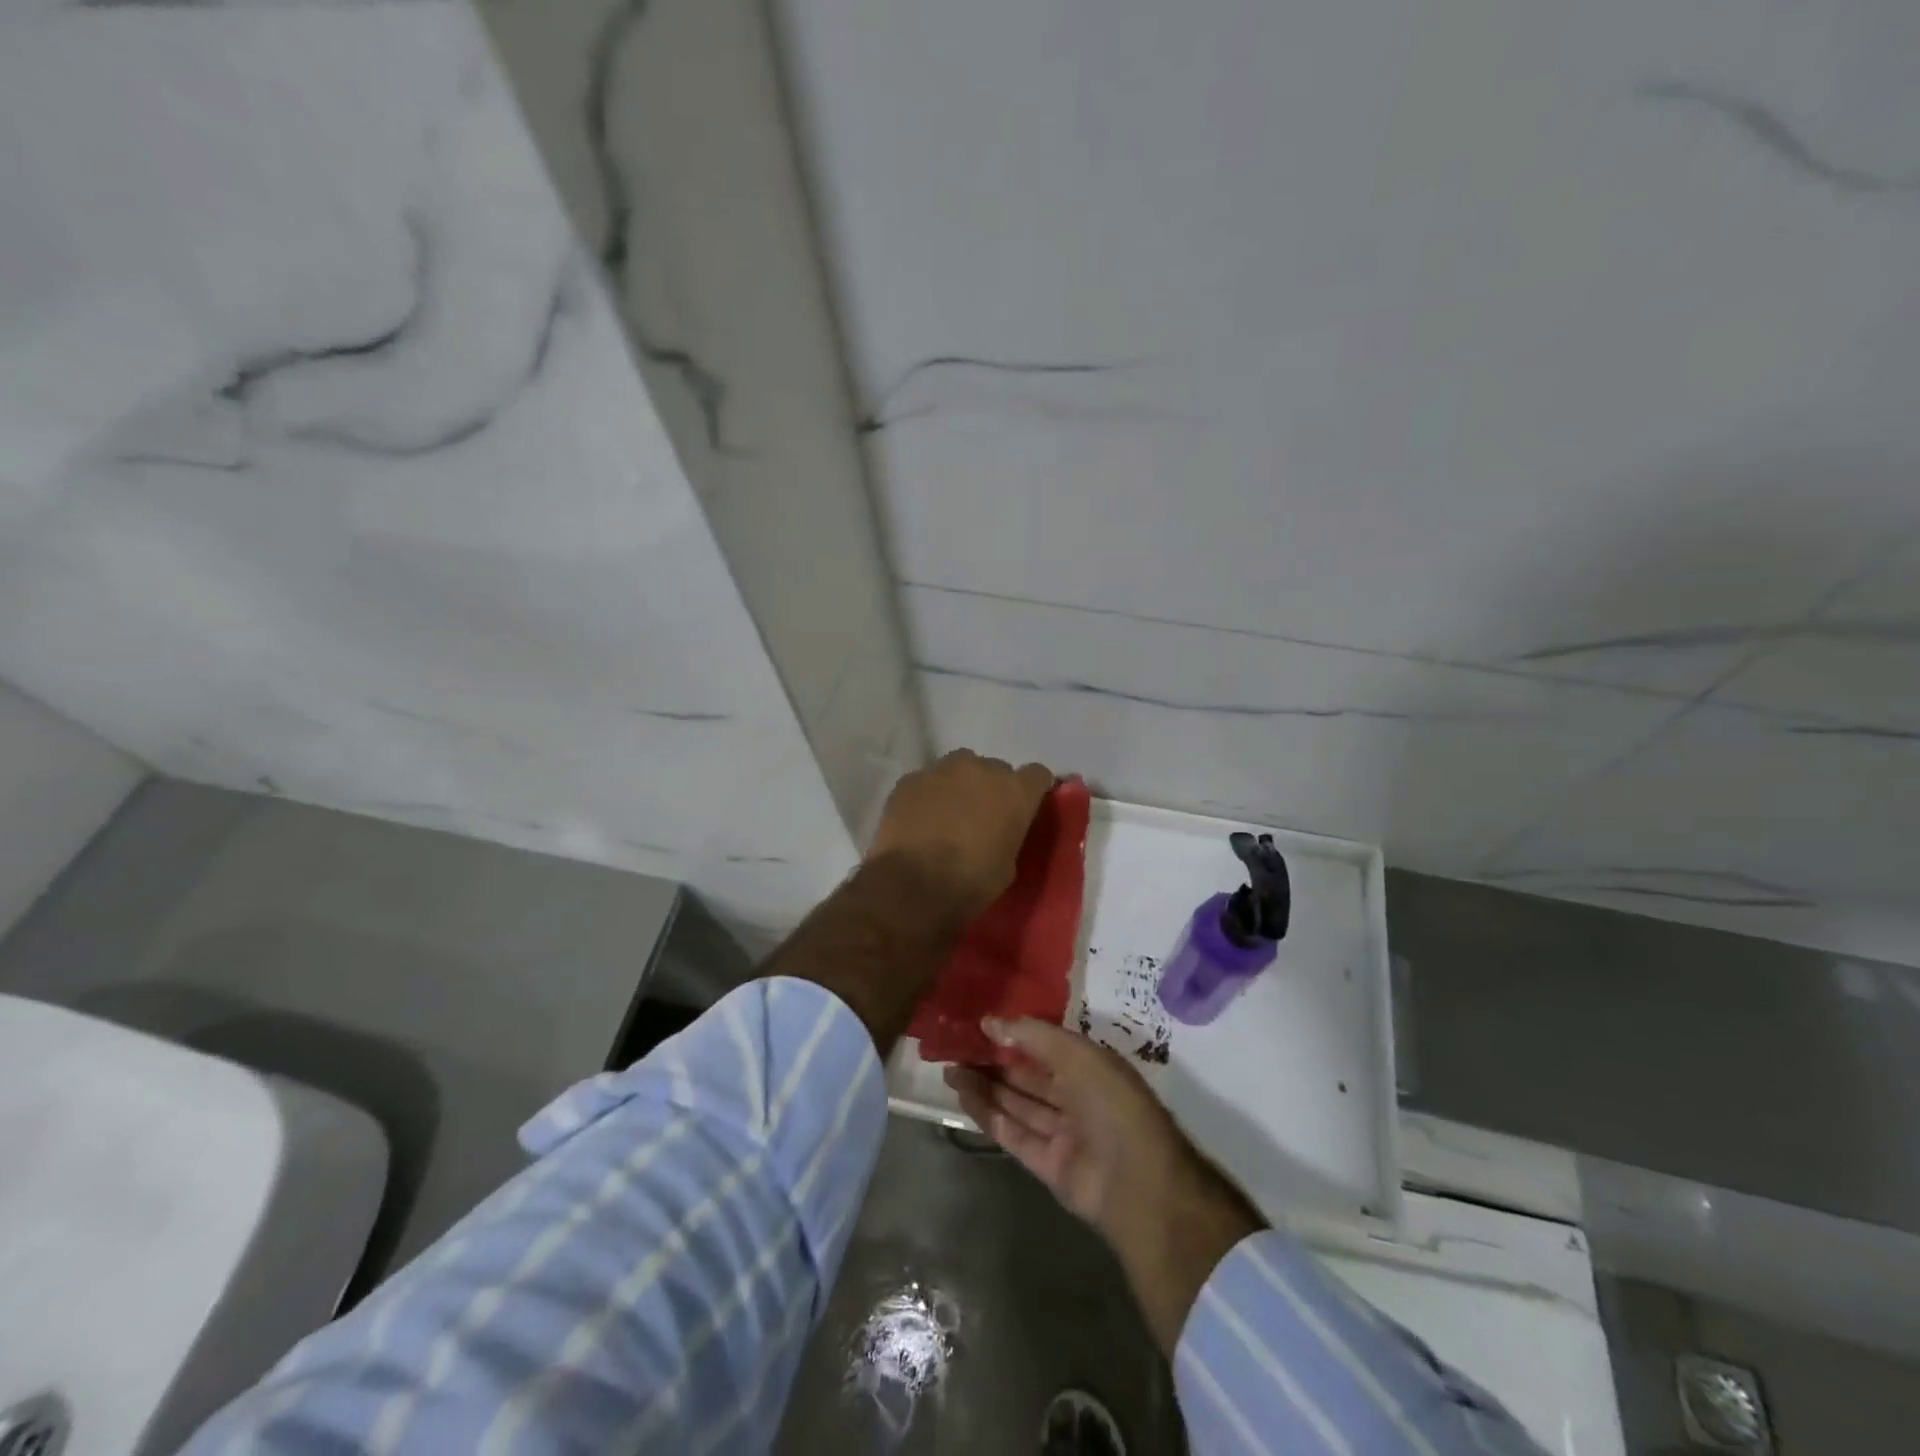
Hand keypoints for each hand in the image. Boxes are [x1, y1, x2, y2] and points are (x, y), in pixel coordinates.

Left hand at [866, 749, 1052, 923]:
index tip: (1024, 806)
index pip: (1037, 775)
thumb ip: (1008, 835)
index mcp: (1015, 791)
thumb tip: (998, 831)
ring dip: (958, 785)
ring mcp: (942, 769)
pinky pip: (926, 781)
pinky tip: (919, 820)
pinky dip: (927, 795)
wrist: (912, 885)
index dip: (1031, 789)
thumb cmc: (970, 882)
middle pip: (995, 769)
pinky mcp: (910, 779)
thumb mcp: (1007, 866)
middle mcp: (982, 769)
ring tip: (947, 814)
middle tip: (980, 816)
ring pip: (958, 768)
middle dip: (991, 788)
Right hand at [945, 1016, 1264, 1352]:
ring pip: (1017, 1104)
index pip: (1046, 1046)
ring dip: (985, 1088)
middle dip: (993, 1063)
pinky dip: (989, 1117)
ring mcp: (1062, 1132)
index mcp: (1090, 1067)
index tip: (980, 1025)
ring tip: (950, 1070)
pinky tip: (963, 1099)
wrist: (1135, 1181)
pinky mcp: (1047, 1164)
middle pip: (1027, 1076)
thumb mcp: (1075, 1054)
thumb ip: (1032, 1036)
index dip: (1014, 1035)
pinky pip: (1013, 1134)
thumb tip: (990, 1021)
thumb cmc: (1111, 1102)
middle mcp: (1076, 1097)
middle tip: (955, 1049)